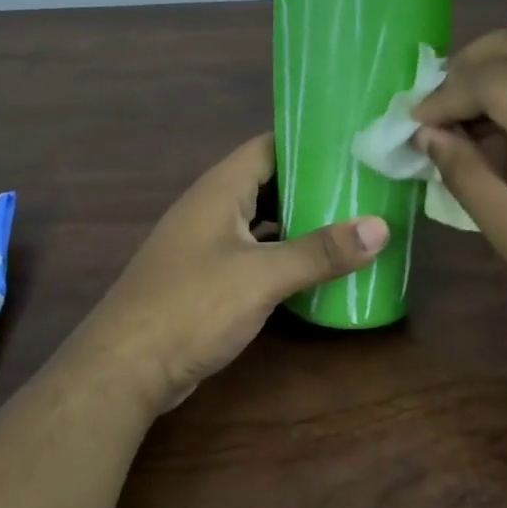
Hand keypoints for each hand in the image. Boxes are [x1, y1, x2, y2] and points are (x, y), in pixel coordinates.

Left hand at [70, 135, 387, 414]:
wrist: (125, 367)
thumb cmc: (192, 306)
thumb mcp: (262, 276)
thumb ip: (320, 251)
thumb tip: (381, 227)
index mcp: (220, 189)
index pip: (268, 146)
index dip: (308, 141)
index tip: (353, 144)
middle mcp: (211, 208)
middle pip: (268, 182)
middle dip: (312, 183)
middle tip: (363, 186)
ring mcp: (206, 244)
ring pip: (261, 220)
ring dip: (298, 221)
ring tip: (349, 221)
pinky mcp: (206, 278)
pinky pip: (253, 252)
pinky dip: (282, 253)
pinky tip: (313, 266)